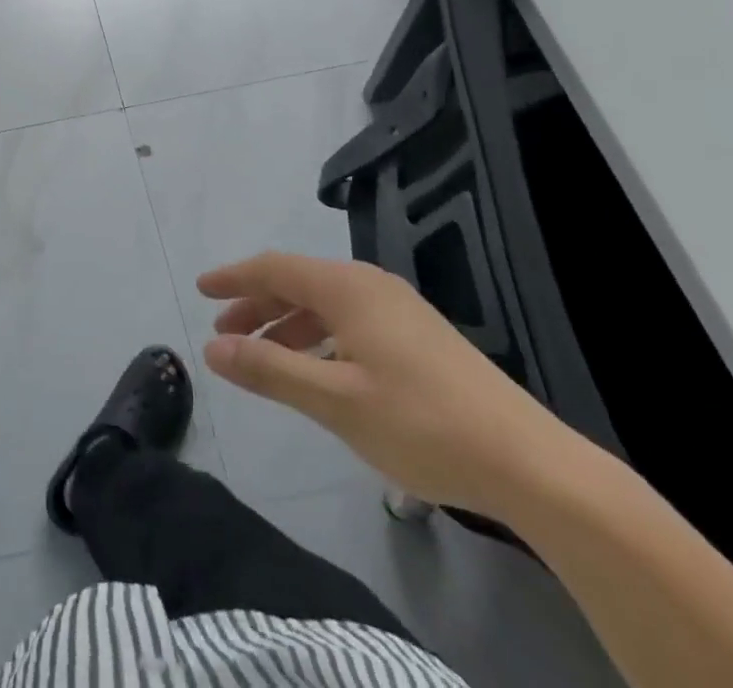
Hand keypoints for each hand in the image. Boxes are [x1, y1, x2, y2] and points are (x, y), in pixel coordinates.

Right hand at [199, 253, 579, 517]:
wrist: (532, 464)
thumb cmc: (423, 423)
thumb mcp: (335, 401)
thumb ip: (269, 370)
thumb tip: (211, 349)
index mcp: (348, 288)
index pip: (274, 267)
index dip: (233, 277)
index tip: (200, 290)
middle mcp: (371, 286)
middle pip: (298, 282)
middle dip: (257, 304)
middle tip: (224, 332)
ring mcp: (399, 310)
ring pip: (325, 303)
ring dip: (287, 324)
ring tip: (262, 355)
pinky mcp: (419, 337)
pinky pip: (350, 321)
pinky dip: (319, 337)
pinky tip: (317, 369)